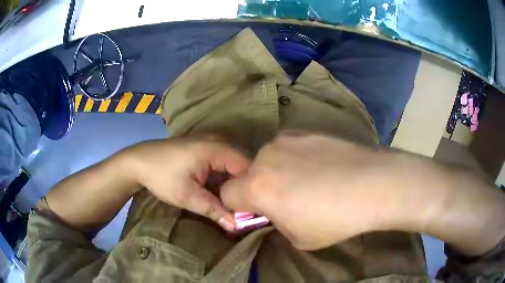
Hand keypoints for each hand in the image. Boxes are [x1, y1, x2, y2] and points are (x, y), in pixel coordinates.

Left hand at [126, 137, 250, 231]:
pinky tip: (223, 191)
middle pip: (242, 163)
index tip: (255, 206)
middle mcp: (217, 141)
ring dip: (235, 182)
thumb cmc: (161, 177)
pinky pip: (223, 162)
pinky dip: (225, 177)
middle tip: (248, 207)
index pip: (246, 165)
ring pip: (233, 163)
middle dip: (244, 185)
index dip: (251, 186)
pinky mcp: (204, 148)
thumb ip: (214, 210)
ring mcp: (210, 142)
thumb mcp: (187, 196)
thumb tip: (236, 226)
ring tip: (237, 202)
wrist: (138, 162)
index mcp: (215, 148)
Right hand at [220, 132, 386, 249]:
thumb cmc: (335, 219)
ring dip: (278, 170)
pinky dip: (296, 157)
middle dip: (259, 188)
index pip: (226, 194)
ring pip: (269, 158)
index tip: (256, 212)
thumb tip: (275, 211)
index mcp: (257, 187)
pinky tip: (321, 165)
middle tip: (287, 198)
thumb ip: (276, 222)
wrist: (373, 184)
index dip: (238, 206)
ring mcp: (286, 139)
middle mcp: (265, 157)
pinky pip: (289, 147)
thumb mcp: (297, 237)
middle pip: (247, 174)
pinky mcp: (306, 130)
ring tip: (309, 179)